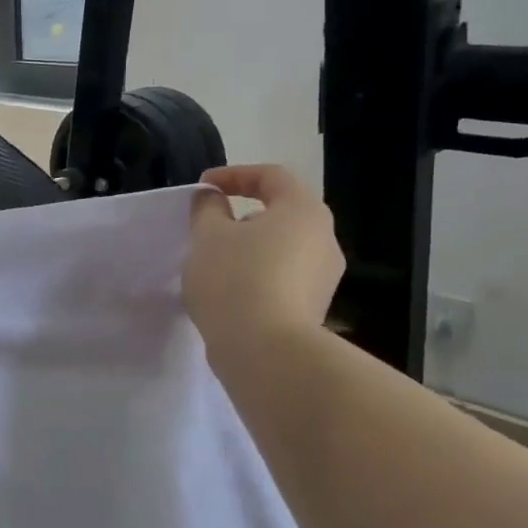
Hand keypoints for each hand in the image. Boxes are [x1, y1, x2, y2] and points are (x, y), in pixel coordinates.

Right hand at [184, 166, 344, 364]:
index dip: (234, 175)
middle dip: (242, 216)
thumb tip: (213, 198)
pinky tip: (230, 294)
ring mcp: (324, 279)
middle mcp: (324, 239)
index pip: (272, 176)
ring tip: (214, 265)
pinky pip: (283, 280)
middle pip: (281, 213)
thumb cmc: (236, 280)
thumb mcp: (208, 236)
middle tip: (208, 227)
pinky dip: (257, 277)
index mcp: (304, 210)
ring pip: (282, 249)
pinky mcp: (314, 310)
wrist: (266, 353)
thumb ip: (207, 209)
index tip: (203, 188)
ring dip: (249, 250)